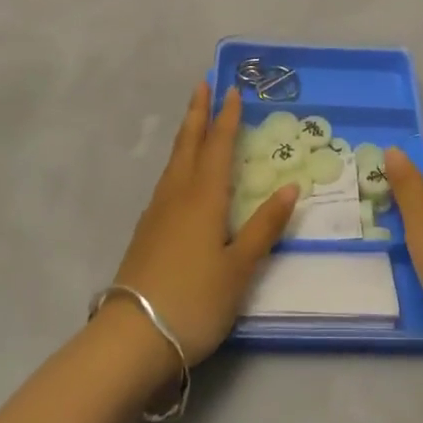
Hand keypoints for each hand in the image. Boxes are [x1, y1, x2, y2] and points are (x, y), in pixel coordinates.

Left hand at [111, 83, 297, 371]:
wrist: (131, 338)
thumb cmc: (194, 300)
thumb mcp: (239, 268)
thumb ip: (264, 227)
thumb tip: (290, 187)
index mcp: (204, 197)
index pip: (219, 146)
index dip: (227, 118)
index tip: (232, 90)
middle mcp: (178, 194)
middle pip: (189, 144)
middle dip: (198, 113)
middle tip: (203, 84)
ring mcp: (157, 212)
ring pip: (175, 161)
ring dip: (186, 134)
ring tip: (193, 120)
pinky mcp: (146, 231)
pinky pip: (167, 180)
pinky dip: (178, 161)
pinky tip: (180, 174)